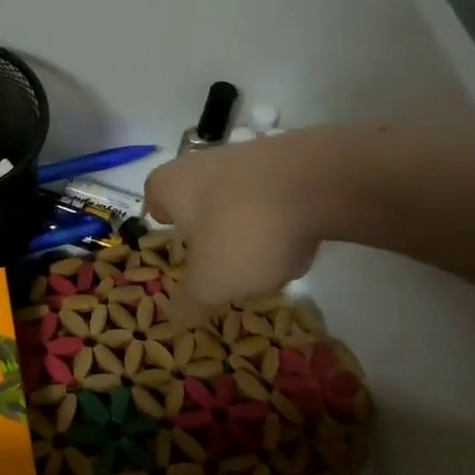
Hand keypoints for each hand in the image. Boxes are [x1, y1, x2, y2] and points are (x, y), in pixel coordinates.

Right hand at [144, 131, 353, 316]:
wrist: (321, 182)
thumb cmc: (244, 231)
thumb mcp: (211, 283)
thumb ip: (189, 303)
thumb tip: (174, 319)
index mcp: (170, 185)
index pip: (154, 199)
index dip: (163, 222)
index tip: (177, 245)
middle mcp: (201, 162)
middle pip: (196, 197)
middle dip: (206, 228)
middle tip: (218, 261)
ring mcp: (247, 155)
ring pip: (234, 196)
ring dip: (244, 224)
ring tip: (263, 258)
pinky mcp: (287, 157)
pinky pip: (272, 192)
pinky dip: (279, 215)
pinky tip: (297, 239)